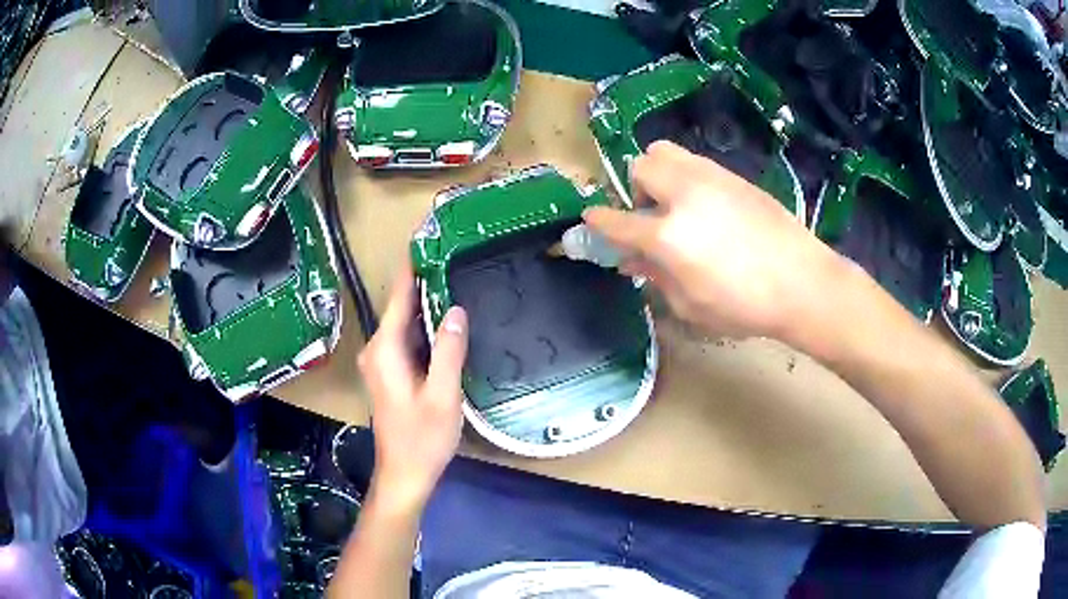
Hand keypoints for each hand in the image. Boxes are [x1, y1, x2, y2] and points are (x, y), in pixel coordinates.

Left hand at [357, 263, 468, 511]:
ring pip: (405, 323)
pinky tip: (447, 321)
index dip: (413, 266)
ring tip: (456, 278)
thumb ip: (449, 351)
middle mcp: (377, 349)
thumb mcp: (443, 395)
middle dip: (424, 281)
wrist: (404, 474)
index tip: (429, 237)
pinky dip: (425, 326)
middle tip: (455, 255)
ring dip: (426, 304)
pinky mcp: (390, 373)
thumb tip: (455, 309)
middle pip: (401, 307)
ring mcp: (382, 361)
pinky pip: (408, 339)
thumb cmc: (423, 439)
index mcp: (385, 350)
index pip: (399, 296)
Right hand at [584, 141, 840, 339]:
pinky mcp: (733, 175)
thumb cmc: (744, 306)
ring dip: (658, 174)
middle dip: (634, 189)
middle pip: (639, 167)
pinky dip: (685, 176)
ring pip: (664, 151)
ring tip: (676, 203)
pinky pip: (694, 162)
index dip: (598, 221)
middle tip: (651, 216)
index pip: (617, 220)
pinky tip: (706, 205)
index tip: (591, 220)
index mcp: (668, 235)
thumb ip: (655, 276)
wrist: (802, 282)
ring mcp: (711, 178)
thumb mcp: (690, 304)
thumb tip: (631, 260)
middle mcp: (683, 195)